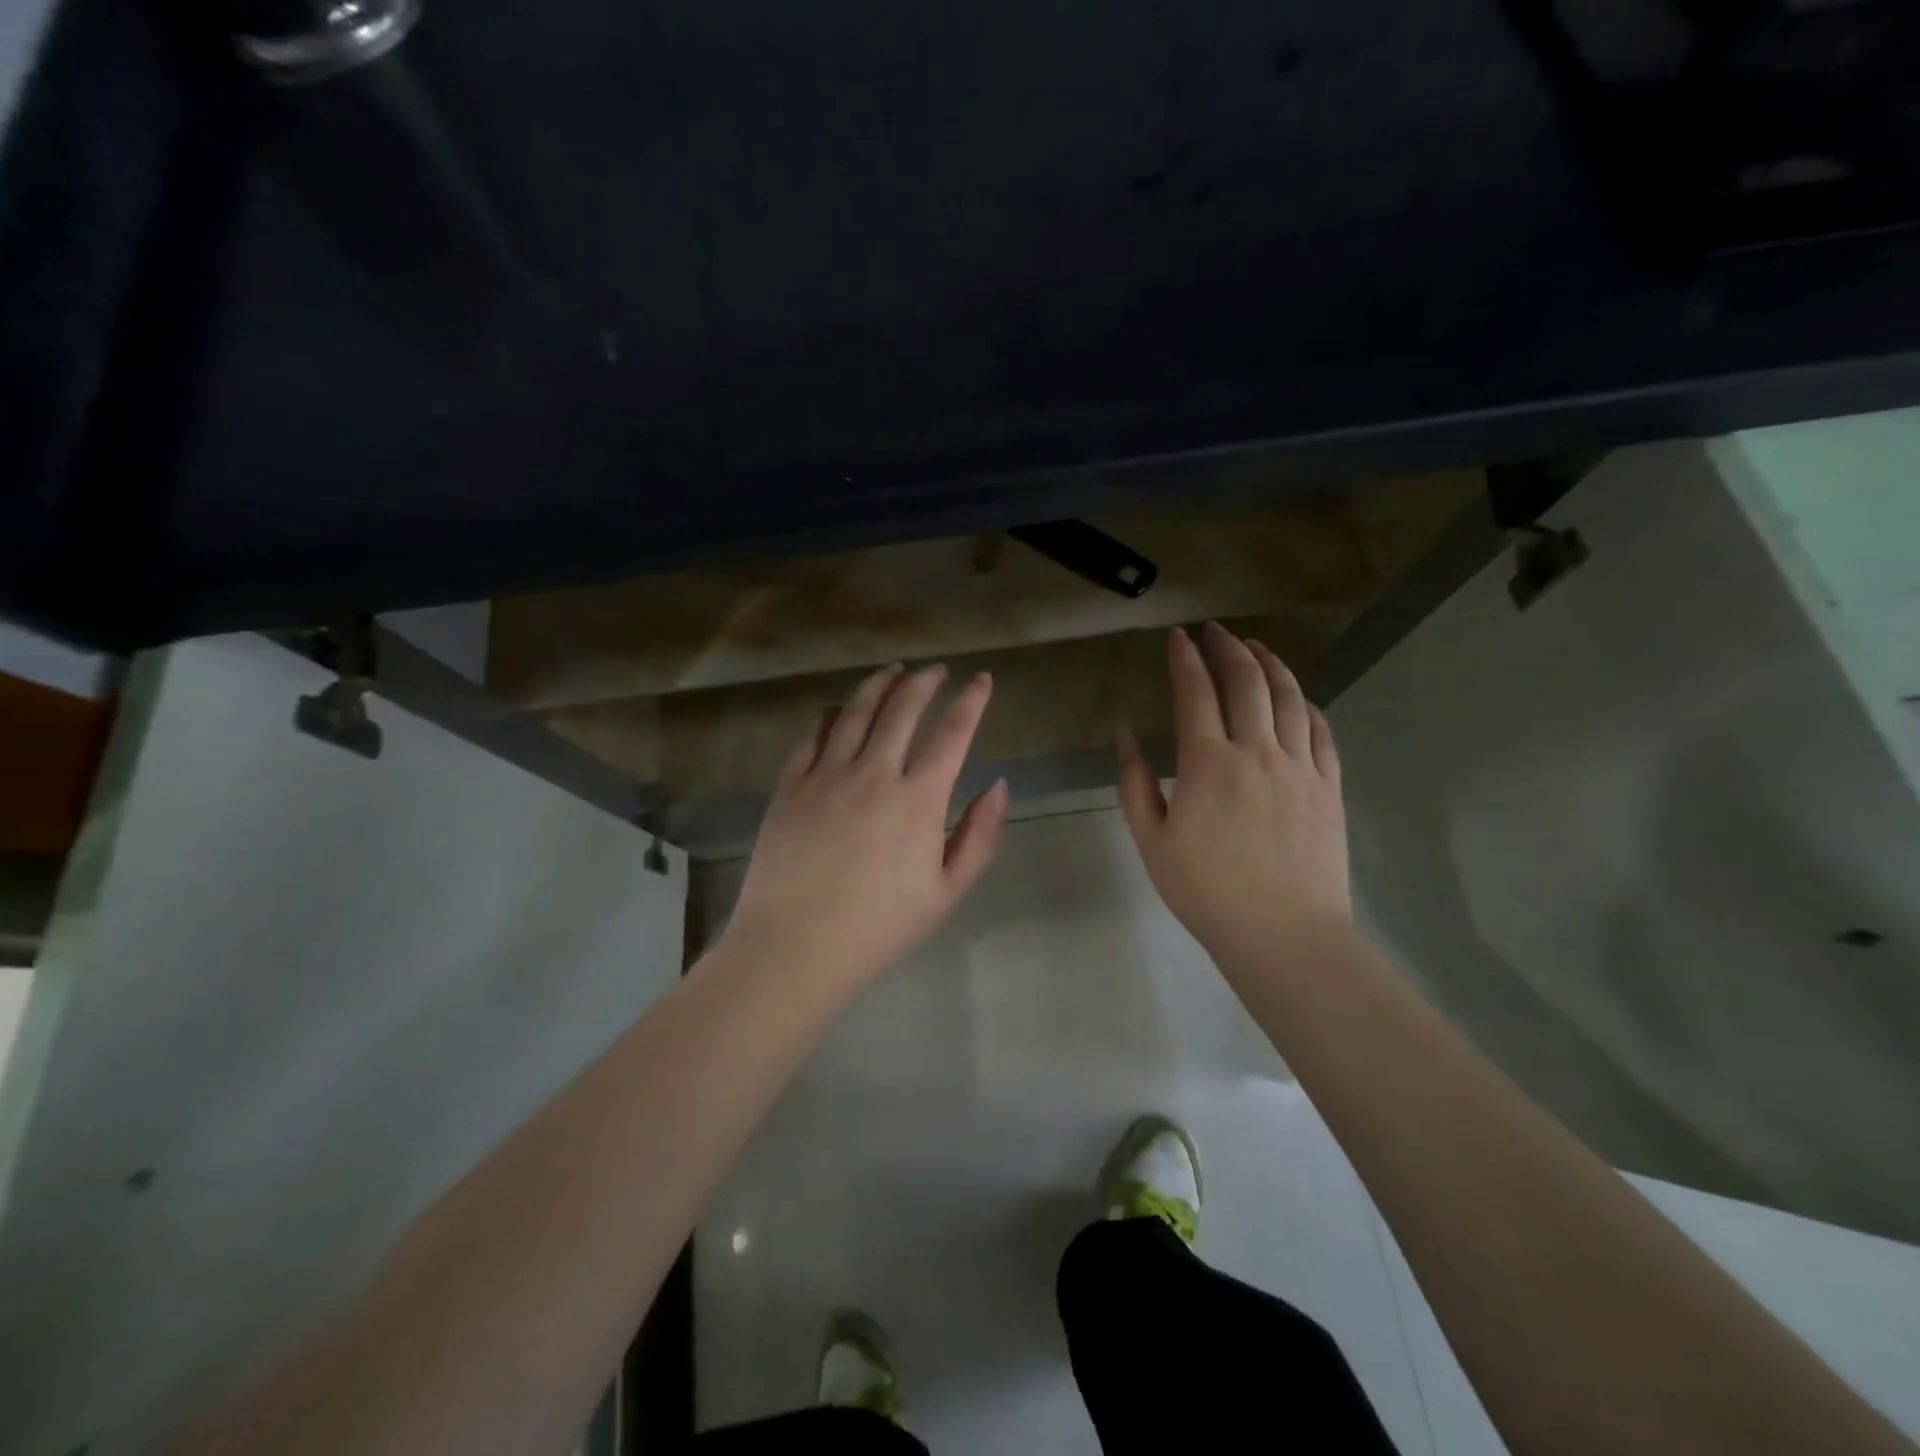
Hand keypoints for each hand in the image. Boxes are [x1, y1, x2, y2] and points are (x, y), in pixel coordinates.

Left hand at [722, 663, 1008, 995]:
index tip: (981, 679)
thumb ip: (979, 836)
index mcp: (918, 800)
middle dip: (925, 683)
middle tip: (936, 670)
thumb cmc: (878, 928)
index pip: (952, 734)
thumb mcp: (946, 893)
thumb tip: (998, 786)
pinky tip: (838, 708)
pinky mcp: (790, 786)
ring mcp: (826, 775)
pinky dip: (831, 715)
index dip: (971, 701)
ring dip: (879, 685)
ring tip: (892, 671)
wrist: (794, 948)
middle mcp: (874, 773)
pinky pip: (813, 736)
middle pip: (903, 710)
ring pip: (856, 712)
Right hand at [1117, 624, 1351, 972]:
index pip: (1195, 693)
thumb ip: (1134, 784)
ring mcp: (1300, 767)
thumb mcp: (1152, 841)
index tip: (1178, 637)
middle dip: (1229, 648)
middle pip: (1247, 682)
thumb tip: (1127, 737)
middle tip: (1216, 631)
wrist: (1284, 935)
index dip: (1185, 659)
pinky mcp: (1328, 786)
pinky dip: (1307, 705)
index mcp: (1208, 763)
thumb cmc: (1207, 892)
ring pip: (1289, 698)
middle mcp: (1257, 751)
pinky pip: (1321, 731)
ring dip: (1271, 665)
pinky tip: (1298, 698)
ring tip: (1257, 648)